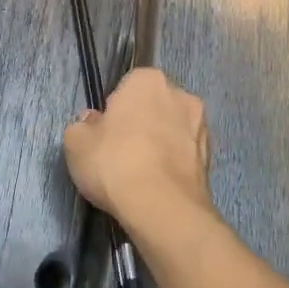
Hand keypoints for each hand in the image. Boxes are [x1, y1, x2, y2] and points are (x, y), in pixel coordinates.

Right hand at [63, 68, 214, 233]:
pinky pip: (184, 154)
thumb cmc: (114, 163)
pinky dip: (173, 164)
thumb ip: (82, 126)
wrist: (162, 208)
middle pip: (153, 106)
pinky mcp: (212, 158)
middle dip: (140, 123)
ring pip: (172, 130)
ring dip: (160, 143)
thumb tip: (94, 123)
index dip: (114, 109)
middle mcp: (181, 94)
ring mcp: (202, 126)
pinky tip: (158, 185)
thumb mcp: (76, 143)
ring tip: (141, 173)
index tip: (105, 132)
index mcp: (148, 80)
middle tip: (120, 152)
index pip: (128, 86)